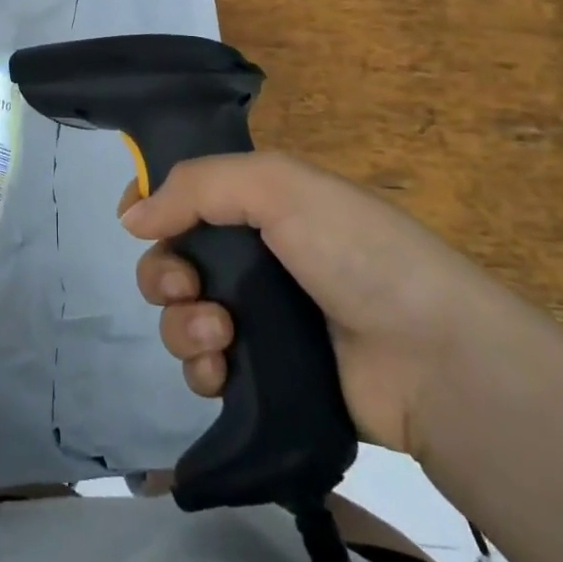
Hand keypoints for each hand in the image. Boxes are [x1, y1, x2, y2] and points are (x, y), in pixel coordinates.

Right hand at [121, 151, 512, 456]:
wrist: (432, 358)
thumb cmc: (354, 251)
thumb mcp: (277, 185)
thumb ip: (196, 186)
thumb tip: (130, 217)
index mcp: (259, 204)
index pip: (187, 192)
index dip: (153, 201)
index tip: (133, 218)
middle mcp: (254, 257)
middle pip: (174, 257)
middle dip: (165, 271)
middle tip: (187, 285)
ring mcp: (260, 319)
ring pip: (182, 315)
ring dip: (183, 323)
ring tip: (220, 333)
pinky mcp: (265, 377)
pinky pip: (205, 368)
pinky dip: (201, 367)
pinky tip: (220, 369)